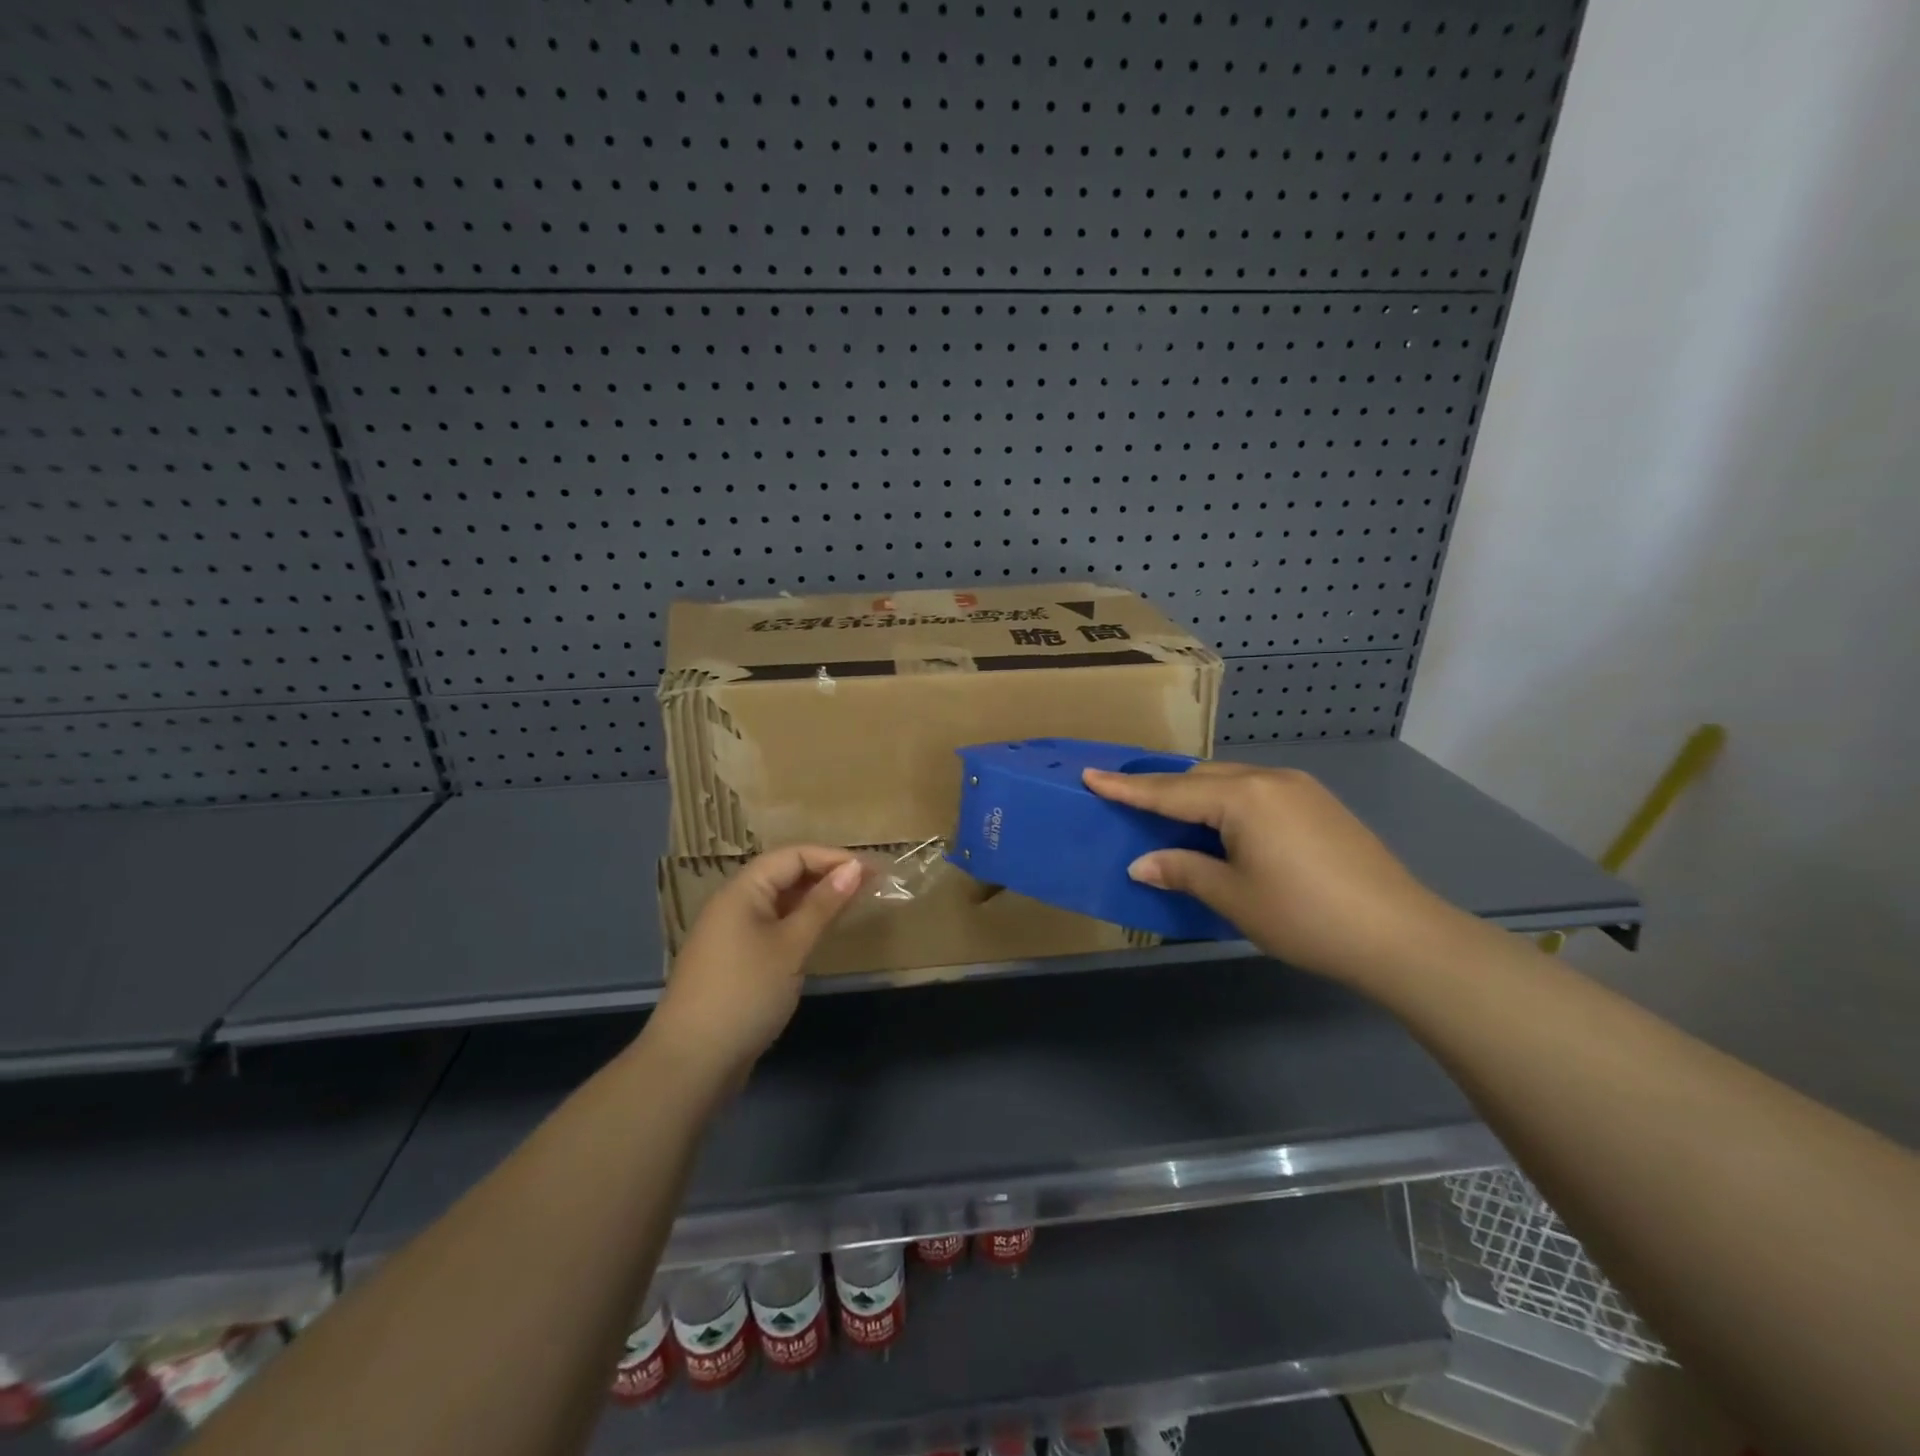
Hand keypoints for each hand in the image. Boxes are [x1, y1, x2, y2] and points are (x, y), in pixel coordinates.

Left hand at [648, 846, 865, 1081]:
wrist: (691, 1062)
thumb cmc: (746, 993)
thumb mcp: (791, 946)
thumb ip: (823, 905)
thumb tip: (855, 868)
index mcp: (742, 890)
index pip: (792, 855)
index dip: (833, 858)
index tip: (872, 871)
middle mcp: (733, 904)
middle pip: (784, 874)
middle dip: (826, 876)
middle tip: (869, 886)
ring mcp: (731, 934)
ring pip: (779, 903)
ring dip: (814, 900)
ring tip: (852, 906)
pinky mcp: (734, 961)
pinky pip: (773, 927)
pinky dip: (799, 924)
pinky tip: (820, 936)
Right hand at [1082, 762, 1466, 984]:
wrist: (1400, 935)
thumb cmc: (1305, 916)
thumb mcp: (1233, 897)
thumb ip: (1183, 871)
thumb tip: (1142, 863)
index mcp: (1243, 796)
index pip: (1170, 791)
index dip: (1127, 788)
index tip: (1091, 775)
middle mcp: (1269, 779)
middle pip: (1200, 778)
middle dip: (1162, 789)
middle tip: (1127, 800)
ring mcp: (1299, 788)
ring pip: (1231, 781)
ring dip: (1197, 796)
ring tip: (1171, 816)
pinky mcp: (1319, 804)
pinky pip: (1257, 791)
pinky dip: (1229, 803)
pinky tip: (1224, 827)